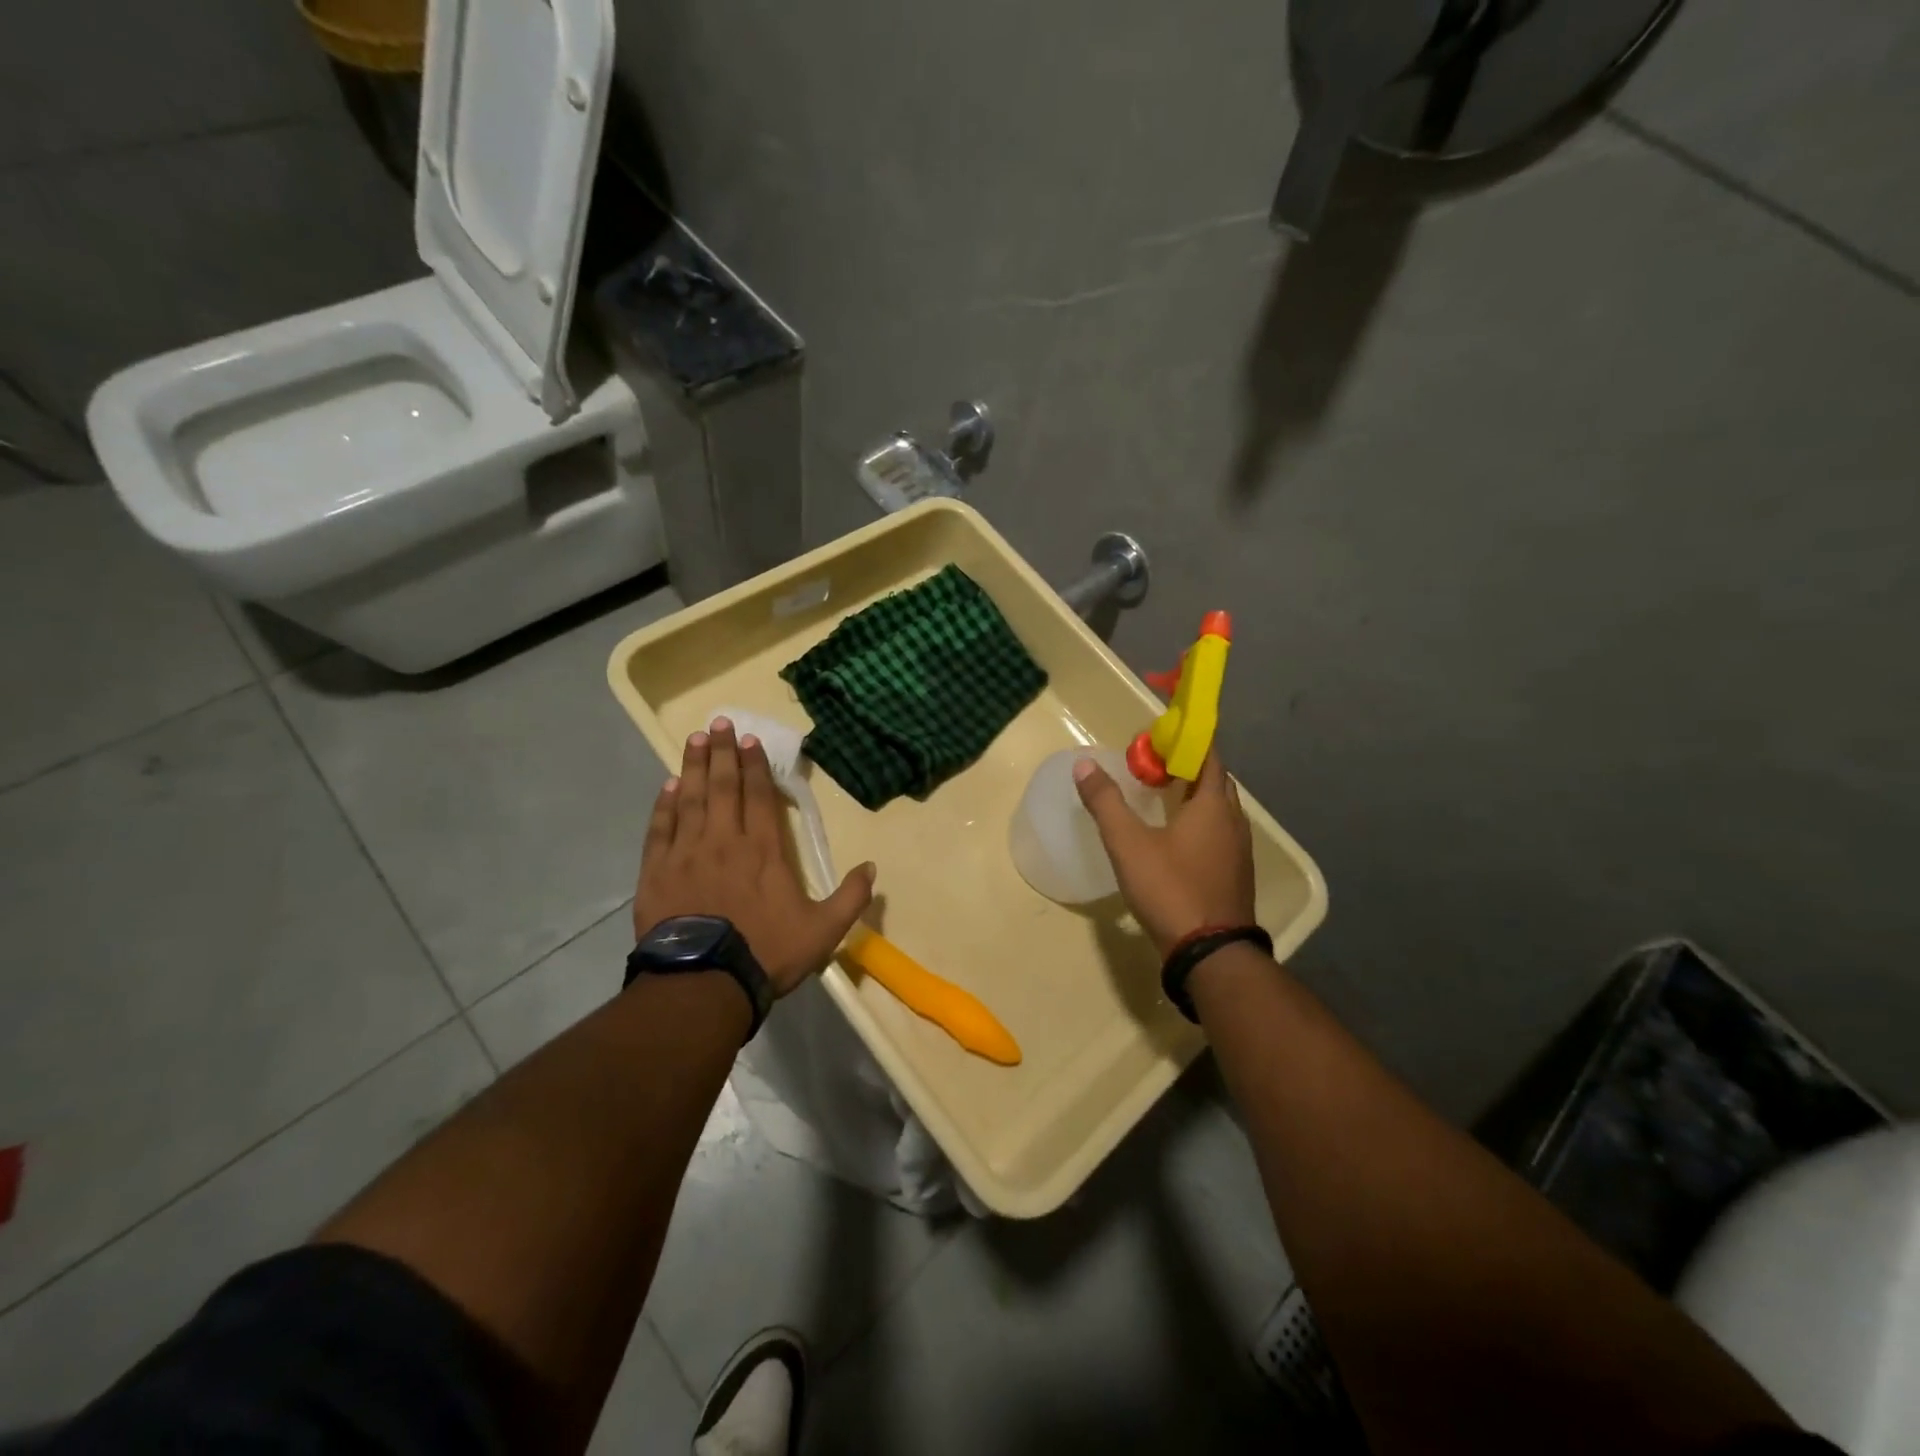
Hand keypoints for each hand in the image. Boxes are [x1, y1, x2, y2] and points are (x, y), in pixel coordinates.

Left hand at [635, 716, 874, 997]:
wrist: (704, 983)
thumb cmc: (766, 952)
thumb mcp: (823, 931)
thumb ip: (850, 897)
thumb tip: (872, 867)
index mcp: (764, 850)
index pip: (759, 796)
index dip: (755, 765)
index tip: (750, 740)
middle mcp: (724, 841)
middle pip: (723, 787)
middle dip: (723, 753)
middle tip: (718, 723)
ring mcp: (687, 853)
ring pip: (690, 799)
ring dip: (694, 767)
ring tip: (695, 740)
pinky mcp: (657, 872)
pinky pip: (661, 828)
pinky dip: (664, 805)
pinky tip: (668, 786)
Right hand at [1073, 751, 1255, 954]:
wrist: (1210, 953)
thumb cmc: (1170, 888)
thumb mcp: (1128, 843)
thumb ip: (1106, 802)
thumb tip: (1083, 765)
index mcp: (1212, 805)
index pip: (1208, 756)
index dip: (1187, 741)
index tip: (1159, 736)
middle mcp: (1233, 821)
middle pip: (1215, 780)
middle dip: (1189, 766)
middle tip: (1155, 765)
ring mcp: (1239, 850)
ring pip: (1219, 809)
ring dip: (1195, 795)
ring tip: (1162, 795)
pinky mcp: (1235, 874)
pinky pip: (1219, 832)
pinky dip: (1200, 821)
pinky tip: (1176, 837)